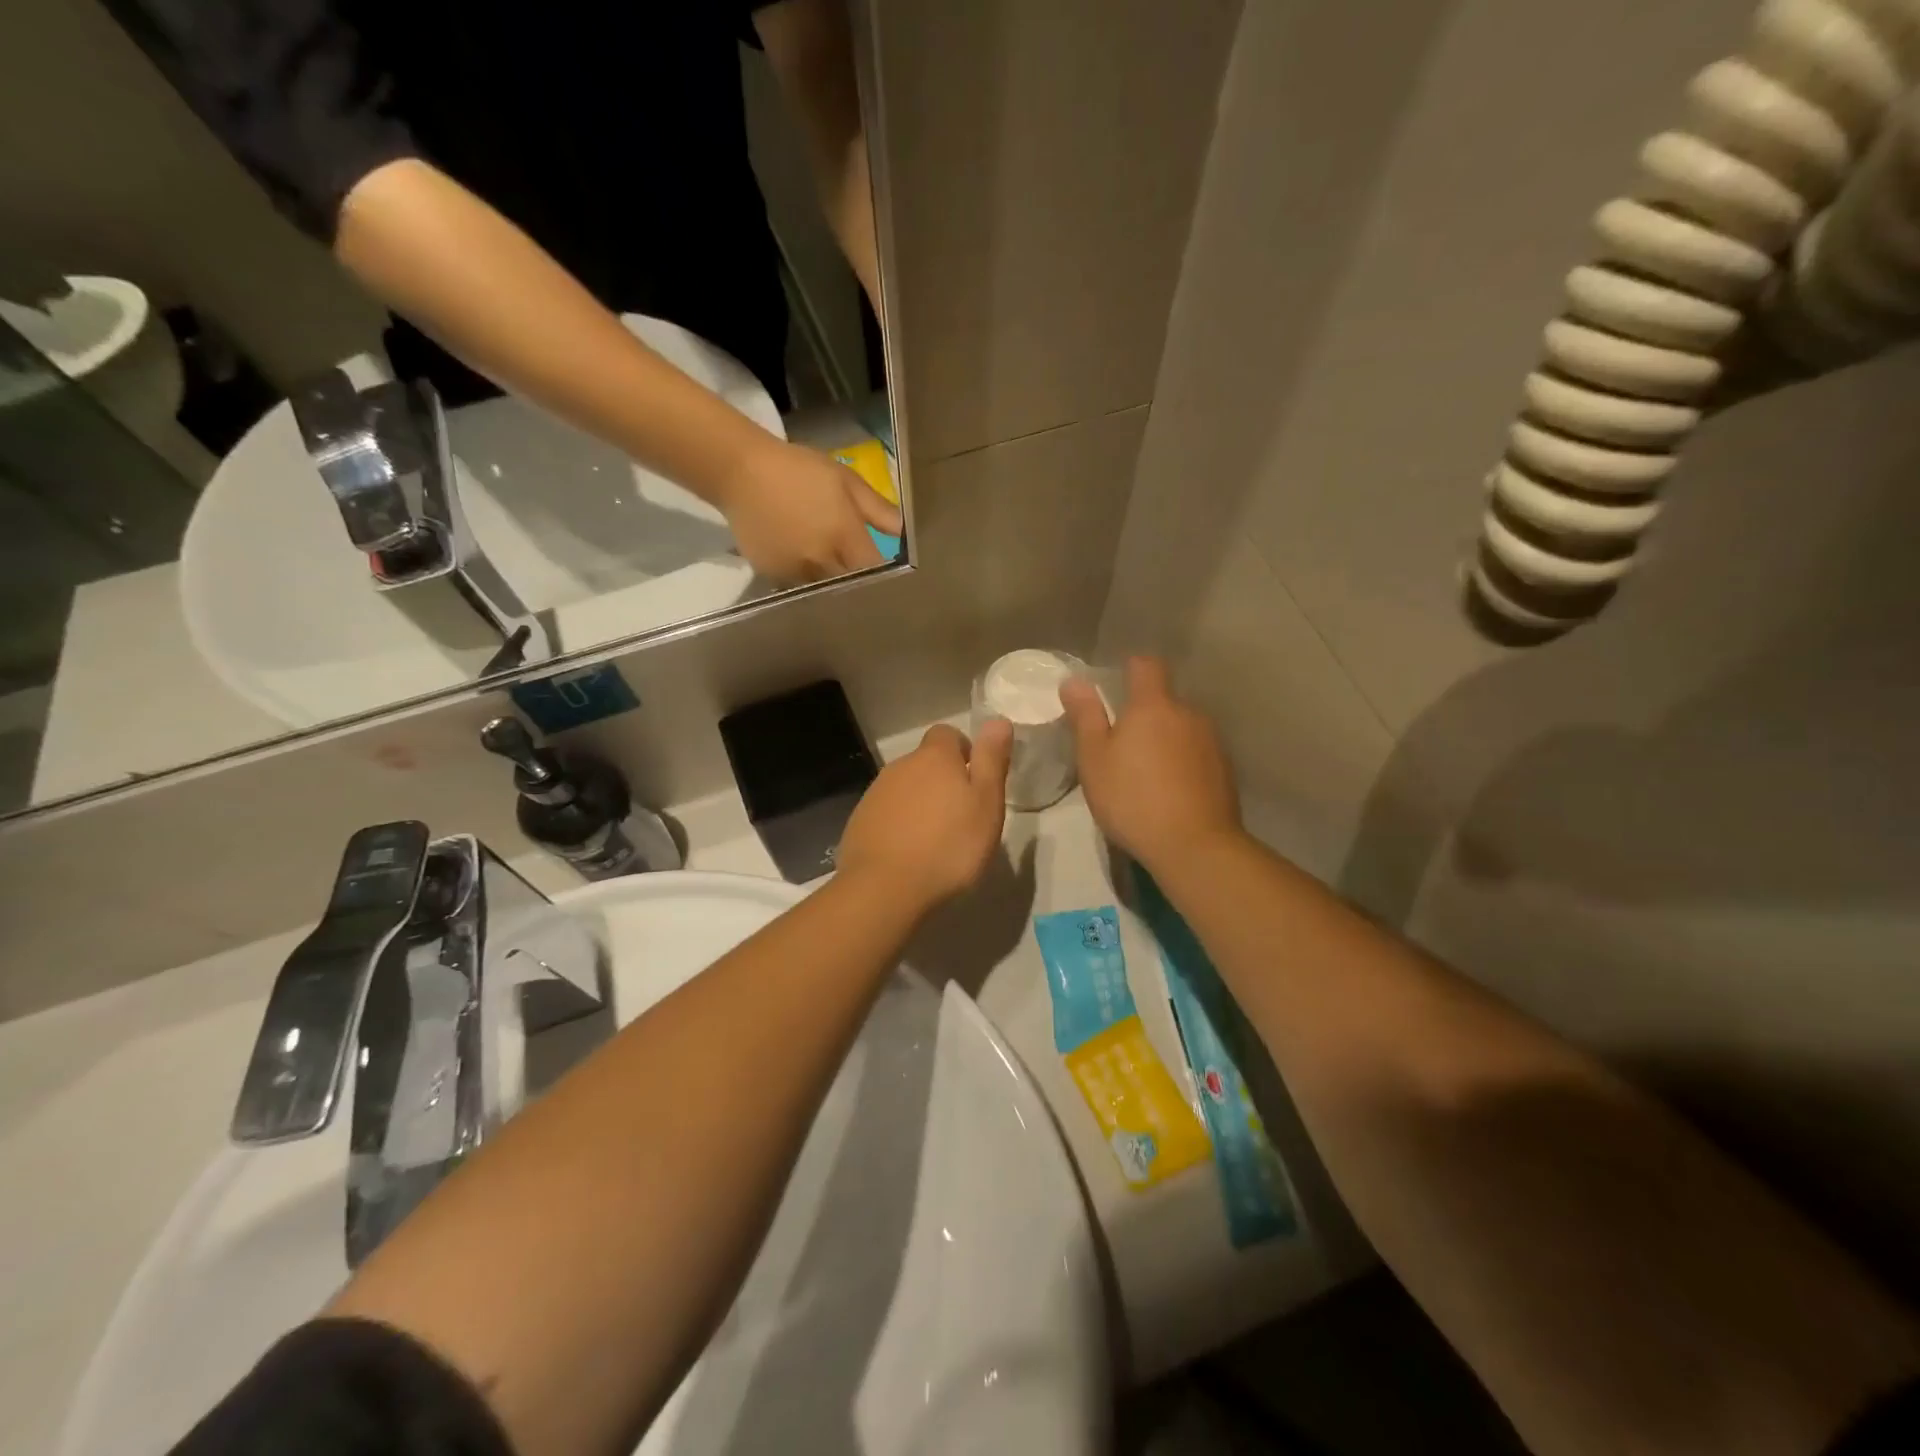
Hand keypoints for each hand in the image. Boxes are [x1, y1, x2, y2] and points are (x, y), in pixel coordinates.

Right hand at [717, 438, 903, 584]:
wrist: (740, 471)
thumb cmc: (799, 470)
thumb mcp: (845, 480)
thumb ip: (877, 509)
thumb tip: (905, 531)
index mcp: (843, 536)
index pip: (873, 570)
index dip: (882, 572)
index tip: (884, 566)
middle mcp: (820, 561)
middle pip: (849, 584)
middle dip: (856, 578)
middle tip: (855, 565)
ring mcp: (794, 571)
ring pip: (823, 587)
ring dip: (829, 579)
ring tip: (825, 561)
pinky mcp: (772, 575)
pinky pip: (796, 584)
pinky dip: (803, 576)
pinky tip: (799, 556)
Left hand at [837, 721, 1013, 913]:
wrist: (885, 888)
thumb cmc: (949, 846)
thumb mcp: (987, 803)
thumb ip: (991, 759)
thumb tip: (997, 719)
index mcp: (934, 758)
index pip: (947, 734)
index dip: (963, 752)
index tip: (975, 782)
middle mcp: (900, 766)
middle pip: (925, 762)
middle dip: (942, 781)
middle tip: (961, 816)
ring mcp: (875, 794)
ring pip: (905, 788)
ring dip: (920, 804)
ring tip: (936, 840)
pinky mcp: (859, 822)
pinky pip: (886, 814)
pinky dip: (899, 825)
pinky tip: (909, 854)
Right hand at [1060, 657, 1240, 875]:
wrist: (1195, 845)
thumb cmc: (1132, 798)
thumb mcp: (1095, 759)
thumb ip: (1085, 717)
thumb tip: (1074, 680)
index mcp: (1153, 706)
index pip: (1146, 666)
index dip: (1131, 668)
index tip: (1116, 684)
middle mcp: (1188, 714)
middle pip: (1165, 701)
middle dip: (1145, 714)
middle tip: (1121, 745)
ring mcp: (1211, 742)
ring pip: (1182, 729)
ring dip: (1165, 740)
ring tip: (1145, 773)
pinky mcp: (1225, 770)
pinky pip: (1197, 754)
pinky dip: (1183, 763)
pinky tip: (1170, 792)